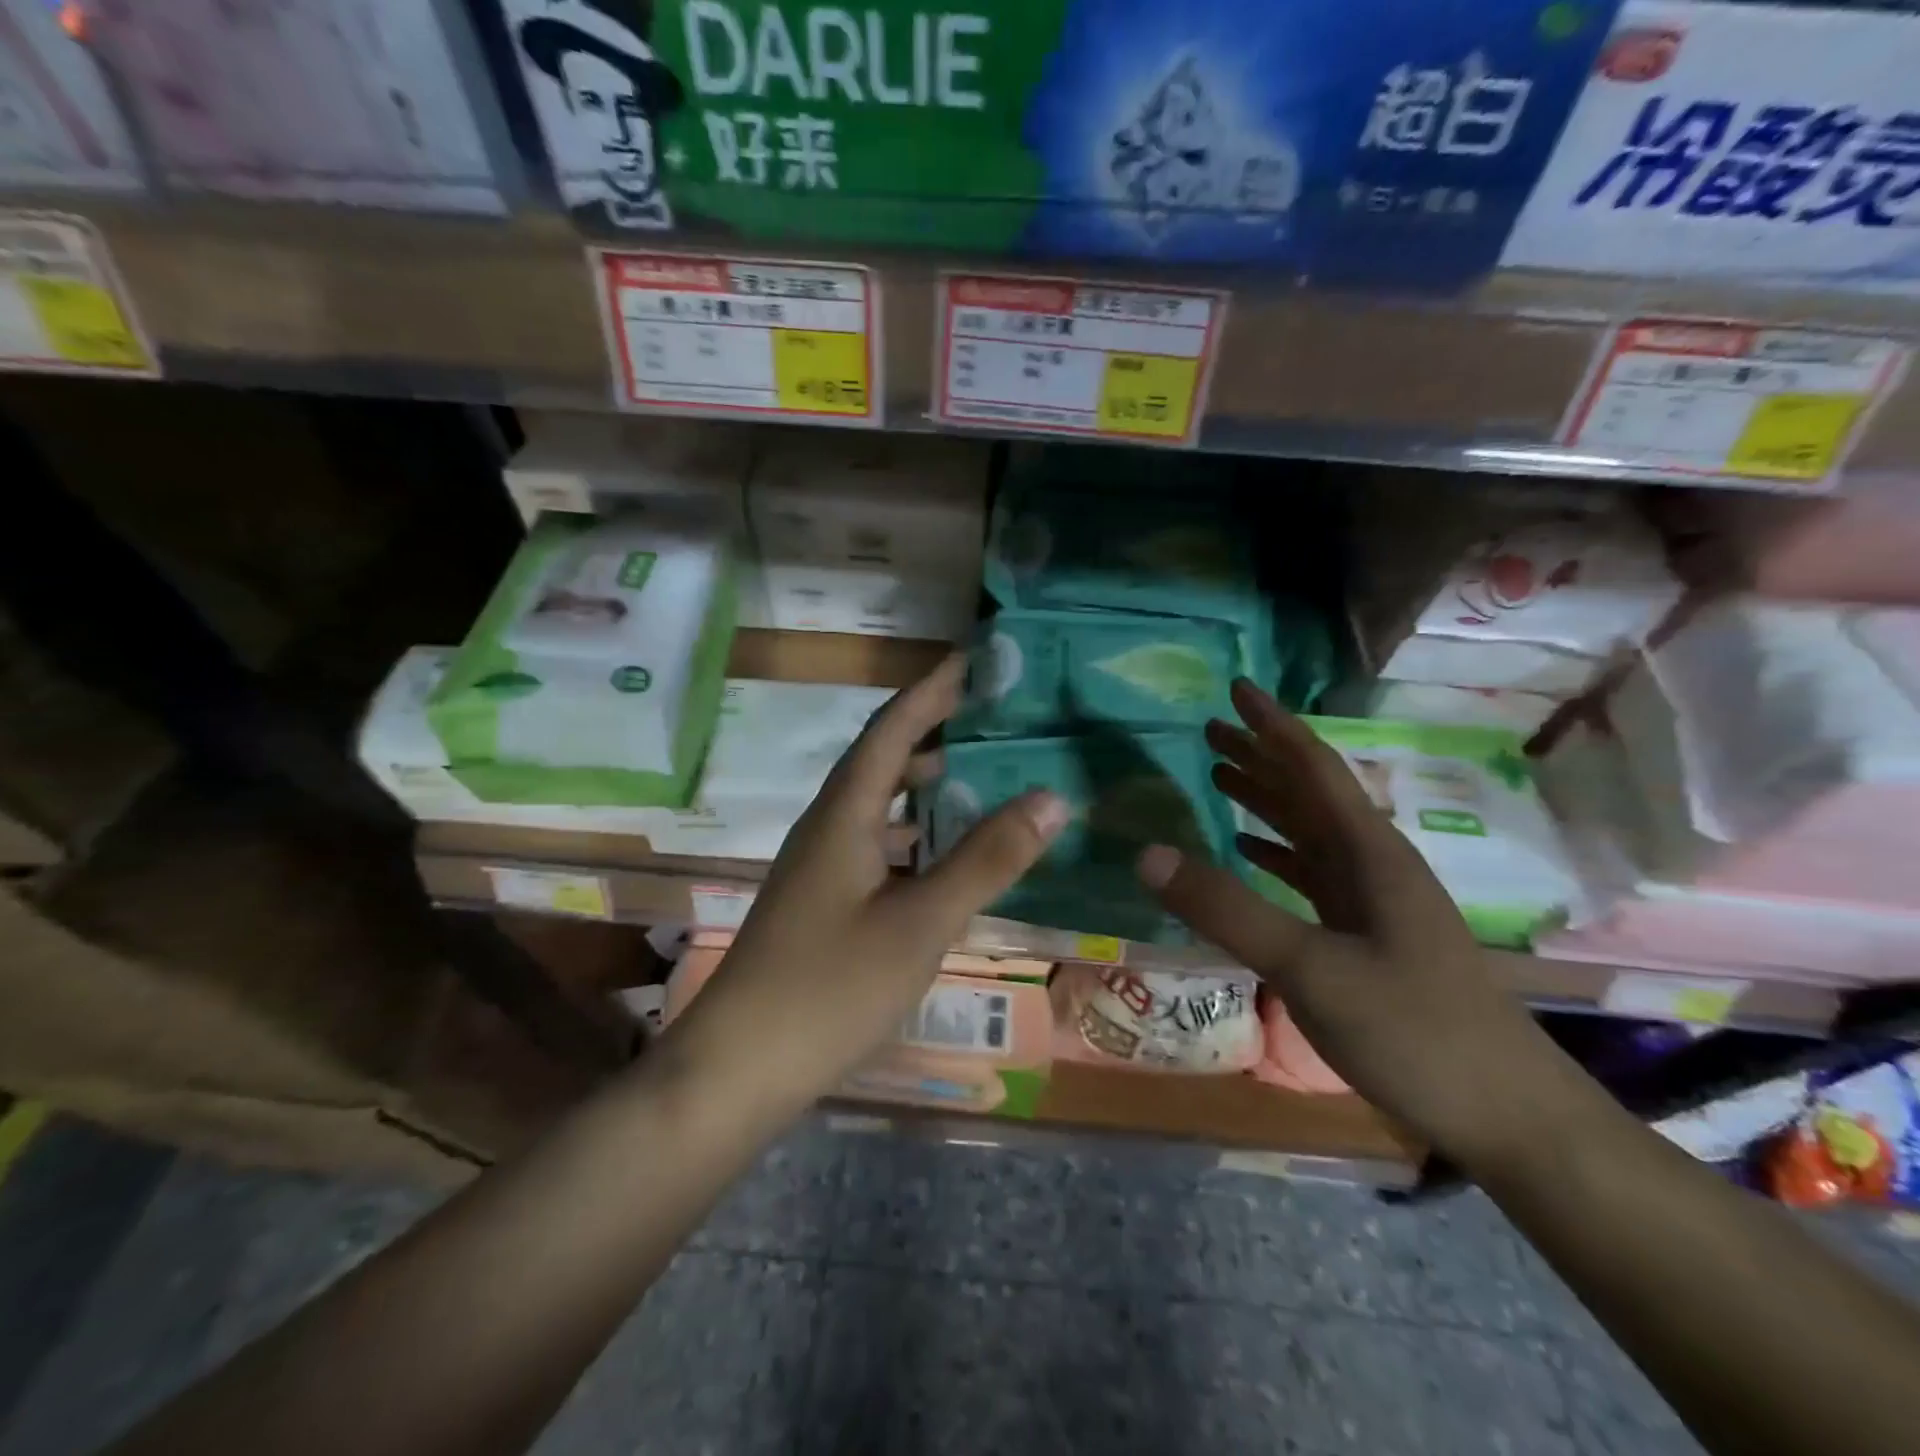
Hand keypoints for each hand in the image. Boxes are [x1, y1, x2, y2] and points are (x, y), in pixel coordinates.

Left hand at [664, 655, 1067, 1112]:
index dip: (932, 690)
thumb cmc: (830, 987)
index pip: (892, 729)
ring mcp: (822, 866)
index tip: (973, 660)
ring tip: (982, 776)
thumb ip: (986, 859)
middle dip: (934, 731)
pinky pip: (878, 845)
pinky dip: (916, 835)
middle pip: (883, 759)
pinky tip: (947, 856)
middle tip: (993, 718)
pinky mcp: (824, 901)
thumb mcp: (921, 922)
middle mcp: (828, 826)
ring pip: (880, 806)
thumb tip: (1051, 796)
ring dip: (926, 785)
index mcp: (844, 814)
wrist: (739, 1066)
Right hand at [1135, 680, 1574, 1165]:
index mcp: (1367, 853)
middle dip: (1259, 756)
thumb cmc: (1414, 1030)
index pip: (1312, 768)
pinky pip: (1310, 874)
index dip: (1273, 725)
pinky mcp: (1366, 935)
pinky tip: (1250, 854)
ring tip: (1218, 777)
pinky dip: (1275, 854)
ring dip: (1265, 801)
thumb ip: (1227, 910)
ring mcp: (1371, 901)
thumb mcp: (1310, 968)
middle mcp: (1371, 864)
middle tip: (1209, 730)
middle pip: (1307, 792)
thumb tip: (1147, 853)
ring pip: (1308, 831)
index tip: (1236, 688)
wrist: (1506, 1114)